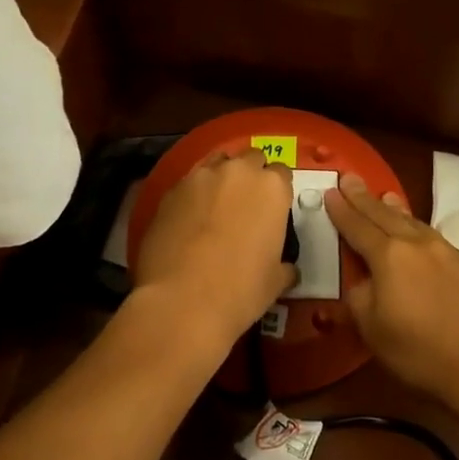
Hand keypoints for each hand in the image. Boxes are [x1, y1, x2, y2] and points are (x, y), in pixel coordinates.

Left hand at [130, 149, 296, 359]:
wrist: (182, 301)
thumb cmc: (241, 290)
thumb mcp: (276, 281)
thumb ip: (284, 265)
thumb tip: (287, 268)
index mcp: (271, 188)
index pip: (282, 173)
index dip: (277, 192)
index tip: (273, 211)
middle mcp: (238, 171)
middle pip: (250, 159)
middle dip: (251, 176)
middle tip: (246, 205)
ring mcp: (201, 177)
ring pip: (216, 164)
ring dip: (221, 179)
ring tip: (215, 207)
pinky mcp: (171, 190)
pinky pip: (188, 184)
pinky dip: (193, 196)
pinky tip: (188, 221)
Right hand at [325, 175, 458, 408]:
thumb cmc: (422, 353)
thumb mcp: (373, 331)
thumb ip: (359, 298)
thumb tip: (361, 281)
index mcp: (388, 257)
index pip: (357, 226)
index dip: (342, 210)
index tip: (330, 191)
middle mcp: (418, 244)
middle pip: (385, 215)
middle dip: (364, 198)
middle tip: (351, 178)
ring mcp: (449, 252)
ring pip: (414, 222)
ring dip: (395, 209)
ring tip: (385, 196)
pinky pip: (436, 239)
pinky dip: (419, 230)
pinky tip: (420, 237)